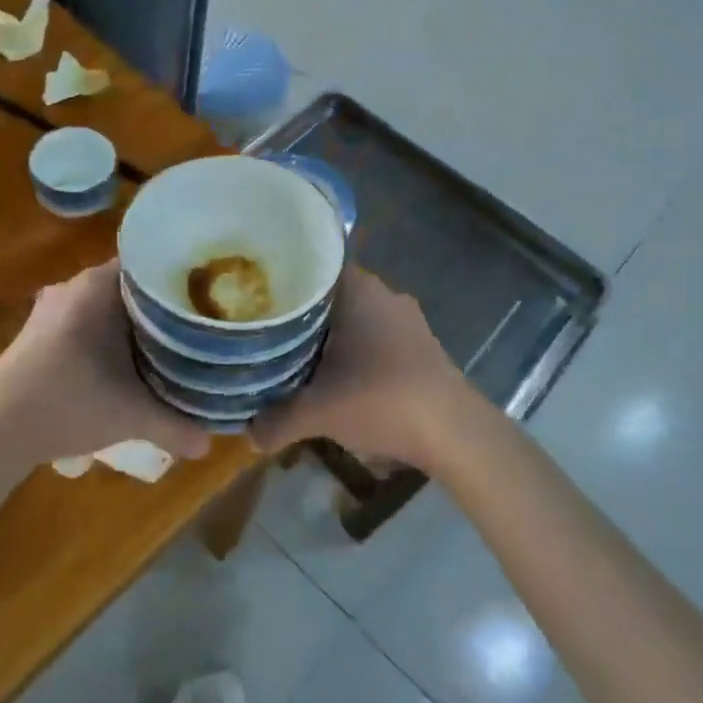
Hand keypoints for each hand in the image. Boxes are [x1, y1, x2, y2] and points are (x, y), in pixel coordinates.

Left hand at [0, 261, 212, 468]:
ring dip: (138, 321)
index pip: (154, 262)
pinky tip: (131, 359)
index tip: (213, 293)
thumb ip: (176, 426)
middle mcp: (77, 286)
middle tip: (203, 321)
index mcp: (99, 285)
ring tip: (176, 340)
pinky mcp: (42, 331)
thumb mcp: (131, 415)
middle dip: (167, 303)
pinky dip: (113, 333)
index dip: (185, 276)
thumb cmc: (68, 403)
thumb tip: (210, 443)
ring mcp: (55, 307)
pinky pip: (91, 319)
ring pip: (112, 304)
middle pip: (135, 285)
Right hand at [252, 268, 473, 476]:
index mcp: (357, 289)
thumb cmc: (380, 400)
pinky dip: (356, 355)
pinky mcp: (422, 346)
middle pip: (330, 297)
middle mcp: (384, 293)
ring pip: (355, 320)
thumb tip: (248, 434)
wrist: (454, 432)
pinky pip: (376, 340)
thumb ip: (276, 420)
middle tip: (267, 336)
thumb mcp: (317, 413)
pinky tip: (340, 381)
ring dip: (331, 339)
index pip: (311, 268)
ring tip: (296, 361)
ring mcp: (407, 320)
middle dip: (301, 317)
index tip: (255, 301)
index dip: (281, 284)